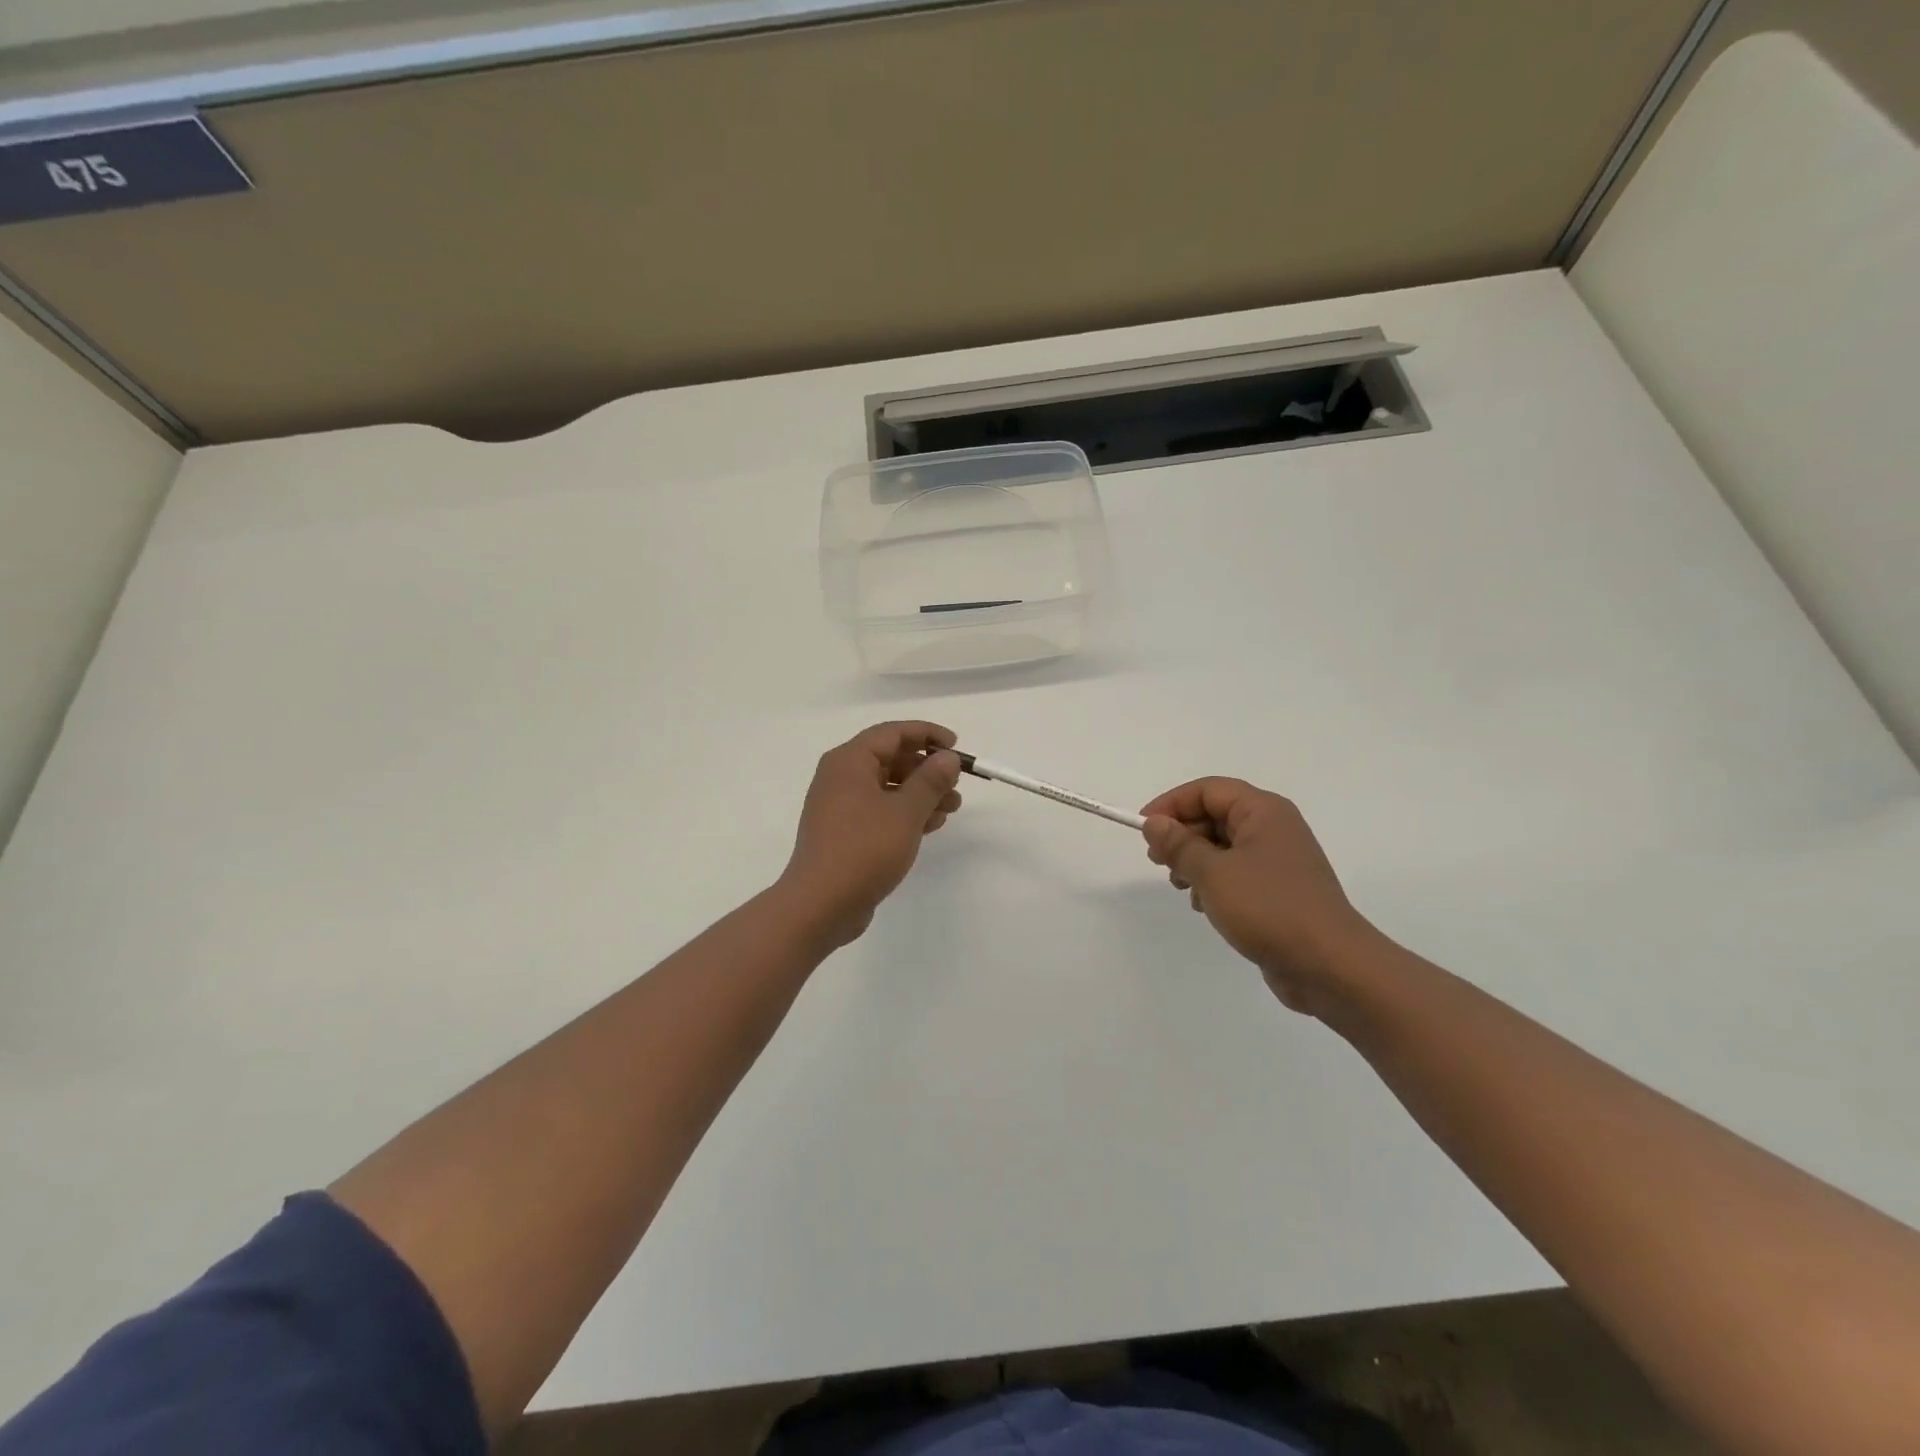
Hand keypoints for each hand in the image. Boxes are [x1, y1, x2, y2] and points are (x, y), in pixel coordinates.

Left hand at [780, 721, 964, 947]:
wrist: (821, 904)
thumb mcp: (906, 812)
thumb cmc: (864, 849)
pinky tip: (931, 825)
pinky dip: (905, 812)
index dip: (927, 734)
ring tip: (953, 808)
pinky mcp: (844, 832)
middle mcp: (840, 777)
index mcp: (849, 761)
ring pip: (888, 787)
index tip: (956, 745)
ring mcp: (840, 806)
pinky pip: (880, 810)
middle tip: (957, 783)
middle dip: (927, 768)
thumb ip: (930, 780)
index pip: (892, 733)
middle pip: (890, 759)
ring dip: (921, 793)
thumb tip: (948, 757)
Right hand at [1140, 778, 1376, 1014]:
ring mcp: (1278, 861)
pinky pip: (1237, 873)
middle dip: (1182, 834)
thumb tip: (1155, 823)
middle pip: (1215, 815)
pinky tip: (1204, 905)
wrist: (1330, 966)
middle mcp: (1273, 828)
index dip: (1172, 804)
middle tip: (1157, 861)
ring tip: (1180, 886)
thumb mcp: (1213, 873)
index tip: (1143, 829)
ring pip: (1223, 846)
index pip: (1208, 790)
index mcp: (1263, 811)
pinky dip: (1214, 882)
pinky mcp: (1279, 891)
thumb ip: (1179, 844)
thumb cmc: (1269, 908)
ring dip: (1195, 860)